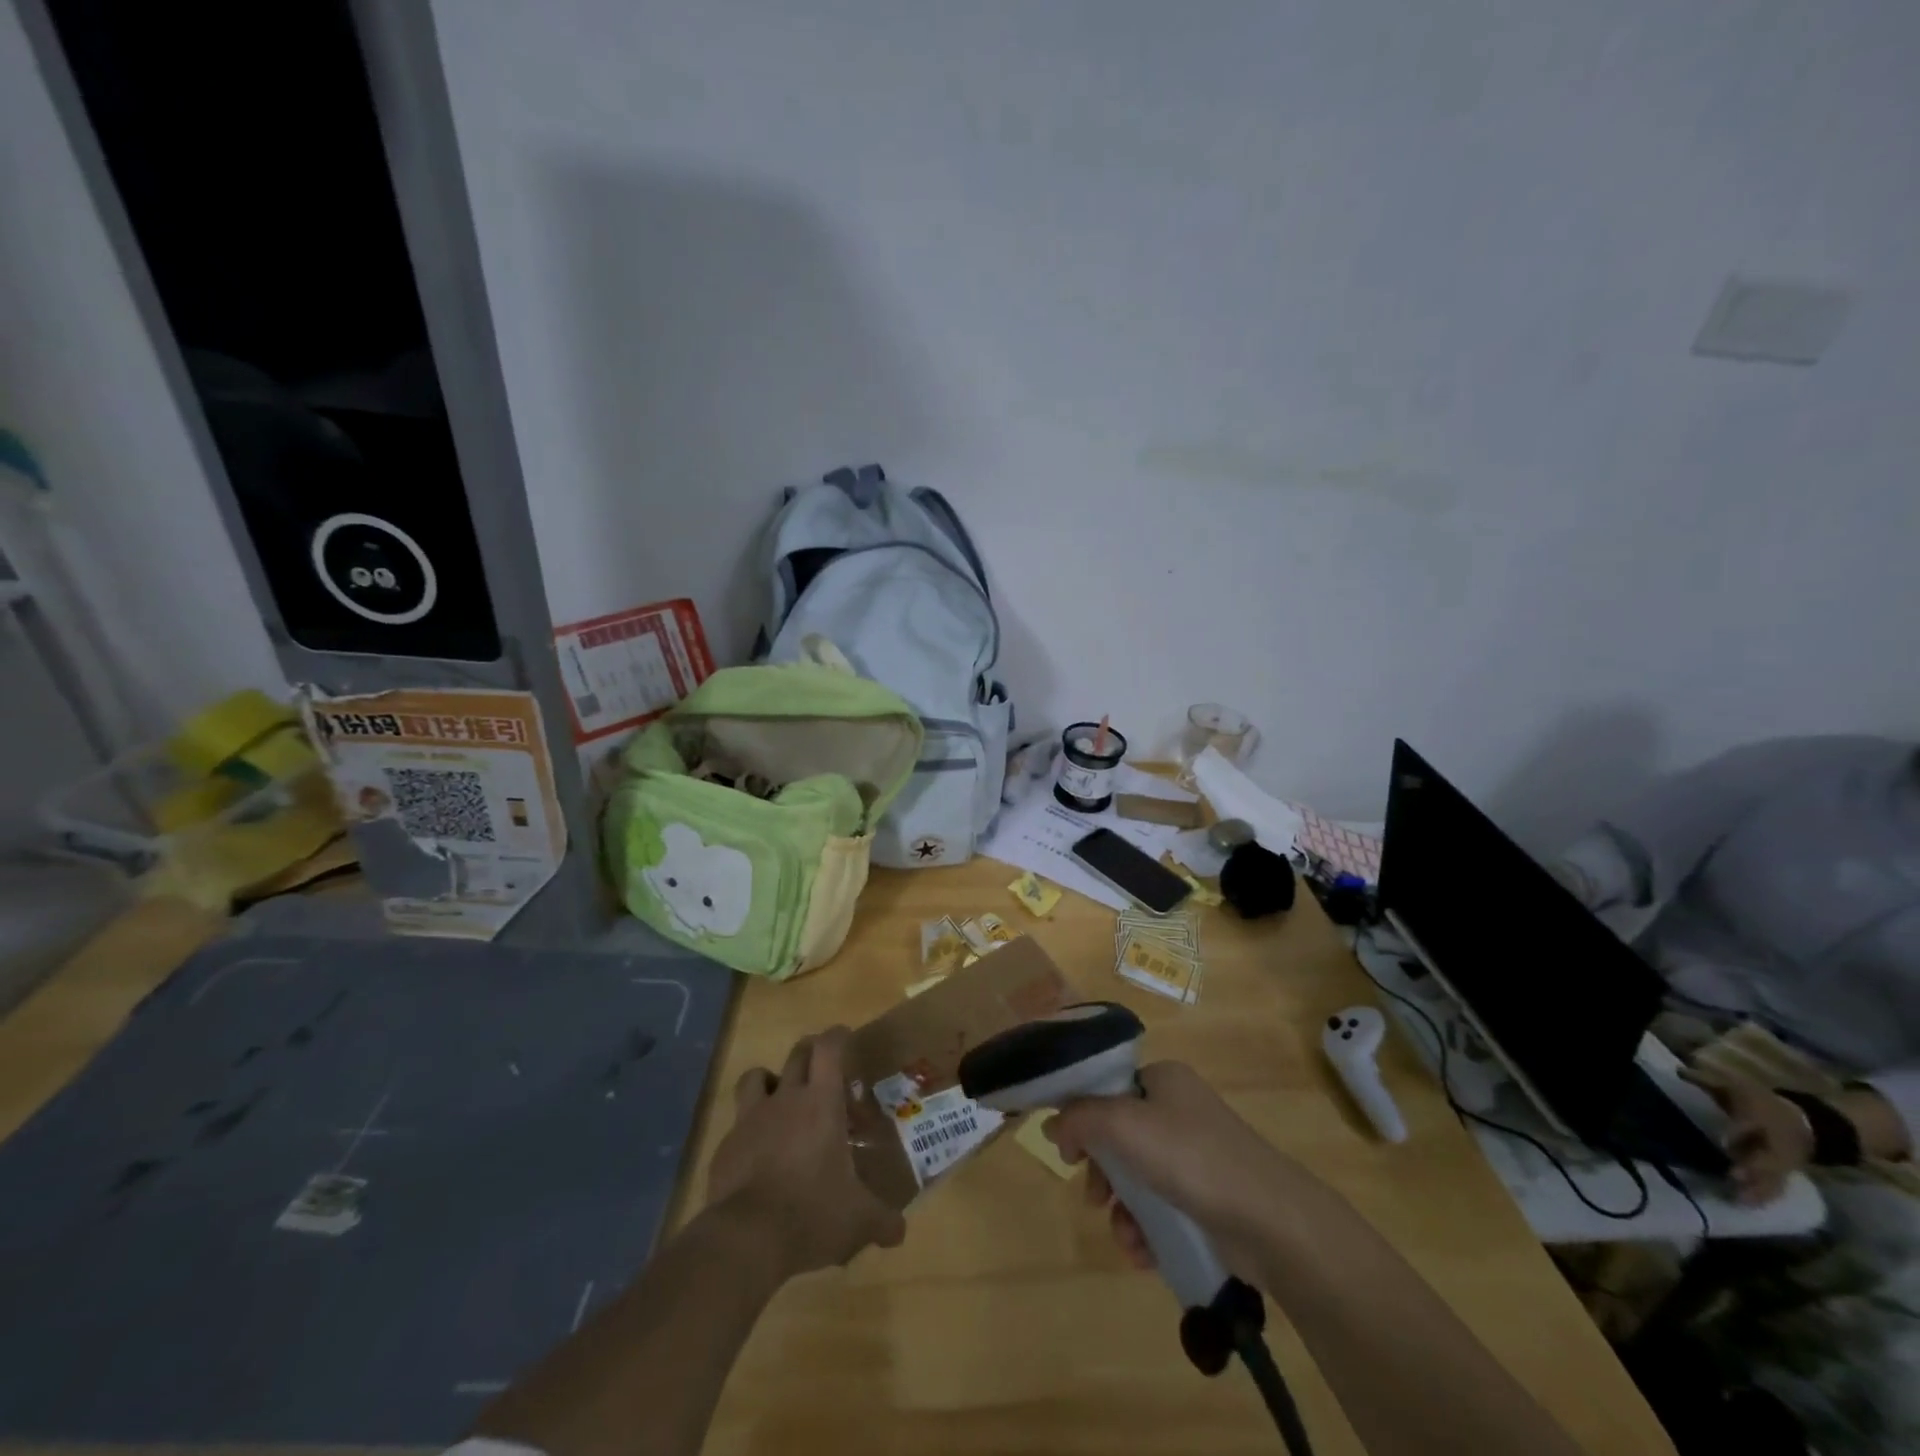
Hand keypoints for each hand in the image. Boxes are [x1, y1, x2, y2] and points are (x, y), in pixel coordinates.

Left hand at [706, 1027, 905, 1274]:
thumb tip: (899, 1232)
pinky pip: (738, 1123)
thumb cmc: (812, 1213)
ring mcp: (750, 1120)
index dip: (837, 1036)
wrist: (746, 1238)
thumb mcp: (858, 1221)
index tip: (845, 1036)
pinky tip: (757, 1154)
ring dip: (770, 1080)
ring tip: (781, 1100)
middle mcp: (785, 1099)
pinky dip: (748, 1129)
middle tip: (822, 1067)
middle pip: (796, 1054)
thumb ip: (881, 1221)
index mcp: (821, 1103)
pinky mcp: (725, 1147)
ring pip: (756, 1076)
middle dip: (810, 1052)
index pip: (828, 1048)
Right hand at [1045, 1060, 1307, 1279]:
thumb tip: (1052, 1124)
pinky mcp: (1209, 1197)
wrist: (1270, 1221)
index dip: (1082, 1116)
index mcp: (1163, 1078)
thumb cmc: (1190, 1157)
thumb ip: (1079, 1118)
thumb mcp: (1123, 1124)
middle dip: (1101, 1171)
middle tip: (1093, 1196)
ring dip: (1122, 1208)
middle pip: (1118, 1135)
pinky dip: (1146, 1228)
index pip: (1107, 1088)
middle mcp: (1178, 1109)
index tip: (1069, 1152)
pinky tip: (1144, 1252)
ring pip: (1137, 1176)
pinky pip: (1161, 1206)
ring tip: (1125, 1235)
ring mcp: (1196, 1154)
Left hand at [1681, 1065, 1813, 1203]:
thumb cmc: (1760, 1102)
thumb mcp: (1735, 1086)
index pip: (1750, 1125)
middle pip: (1766, 1158)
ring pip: (1772, 1178)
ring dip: (1757, 1189)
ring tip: (1738, 1199)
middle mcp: (1774, 1143)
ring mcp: (1782, 1162)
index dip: (1738, 1133)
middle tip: (1734, 1176)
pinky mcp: (1784, 1175)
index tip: (1724, 1142)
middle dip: (1752, 1168)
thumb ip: (1705, 1080)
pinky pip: (1776, 1188)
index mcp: (1761, 1118)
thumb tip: (1679, 1070)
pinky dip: (1763, 1197)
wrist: (1805, 1123)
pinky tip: (1746, 1206)